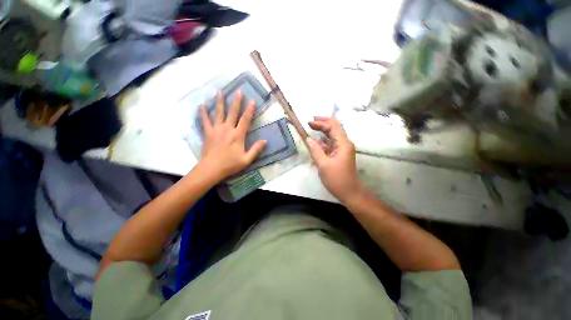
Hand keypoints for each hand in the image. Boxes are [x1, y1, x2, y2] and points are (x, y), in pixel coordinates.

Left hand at [197, 90, 266, 180]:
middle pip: (232, 113)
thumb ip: (256, 149)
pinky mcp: (208, 133)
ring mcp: (216, 130)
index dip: (249, 110)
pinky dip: (203, 112)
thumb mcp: (246, 160)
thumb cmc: (230, 165)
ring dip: (220, 102)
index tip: (252, 100)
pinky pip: (205, 120)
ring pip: (218, 113)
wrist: (211, 169)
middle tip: (238, 91)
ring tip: (219, 91)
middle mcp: (227, 129)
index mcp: (238, 135)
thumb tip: (265, 141)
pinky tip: (201, 105)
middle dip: (236, 101)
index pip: (245, 120)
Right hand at [307, 117, 363, 202]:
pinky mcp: (340, 154)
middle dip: (322, 123)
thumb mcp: (323, 165)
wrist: (349, 192)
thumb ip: (315, 150)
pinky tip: (317, 141)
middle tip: (310, 122)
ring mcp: (343, 149)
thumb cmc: (337, 179)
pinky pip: (331, 143)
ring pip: (333, 135)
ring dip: (323, 131)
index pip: (333, 126)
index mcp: (343, 144)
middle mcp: (344, 143)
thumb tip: (308, 139)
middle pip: (334, 128)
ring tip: (312, 128)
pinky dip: (323, 140)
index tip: (309, 122)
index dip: (321, 122)